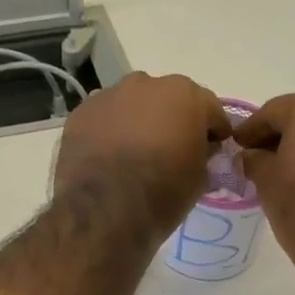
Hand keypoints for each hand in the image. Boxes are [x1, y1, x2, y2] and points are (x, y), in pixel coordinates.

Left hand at [53, 72, 230, 240]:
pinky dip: (110, 131)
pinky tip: (108, 158)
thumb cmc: (163, 193)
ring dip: (139, 122)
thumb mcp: (200, 178)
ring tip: (135, 154)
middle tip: (171, 150)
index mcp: (185, 95)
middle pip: (168, 100)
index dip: (214, 132)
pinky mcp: (81, 112)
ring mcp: (110, 95)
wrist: (104, 210)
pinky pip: (105, 118)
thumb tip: (199, 149)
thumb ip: (204, 154)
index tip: (213, 151)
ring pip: (133, 105)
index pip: (211, 110)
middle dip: (173, 120)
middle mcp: (147, 84)